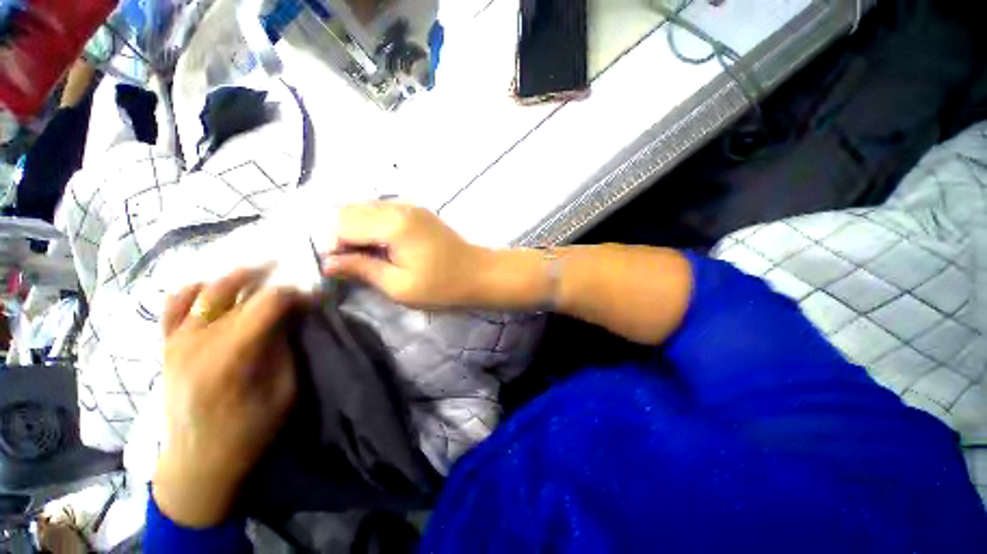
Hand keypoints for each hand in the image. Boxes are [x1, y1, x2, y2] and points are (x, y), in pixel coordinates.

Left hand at [153, 269, 302, 527]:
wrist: (198, 463)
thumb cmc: (249, 431)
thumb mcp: (284, 390)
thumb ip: (286, 348)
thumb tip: (294, 315)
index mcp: (231, 355)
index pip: (268, 303)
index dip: (296, 294)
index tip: (315, 298)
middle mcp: (198, 340)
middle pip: (238, 290)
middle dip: (272, 281)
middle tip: (295, 281)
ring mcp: (176, 340)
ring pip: (205, 289)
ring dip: (236, 277)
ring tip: (259, 274)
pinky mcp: (166, 345)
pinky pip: (174, 304)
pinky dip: (195, 289)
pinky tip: (214, 289)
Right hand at [322, 203, 493, 307]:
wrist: (478, 273)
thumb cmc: (442, 286)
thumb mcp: (399, 286)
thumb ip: (362, 269)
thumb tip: (327, 263)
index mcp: (393, 224)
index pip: (341, 224)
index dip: (330, 246)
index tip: (337, 268)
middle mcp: (398, 206)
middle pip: (349, 210)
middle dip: (339, 235)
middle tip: (348, 263)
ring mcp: (409, 205)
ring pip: (363, 208)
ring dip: (354, 230)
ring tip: (363, 256)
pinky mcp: (416, 211)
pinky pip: (380, 211)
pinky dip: (370, 225)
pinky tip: (378, 245)